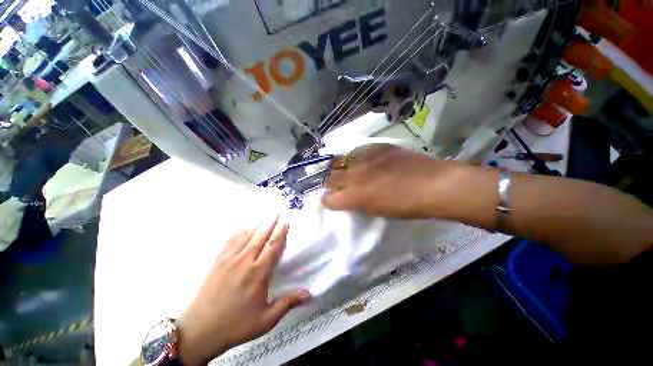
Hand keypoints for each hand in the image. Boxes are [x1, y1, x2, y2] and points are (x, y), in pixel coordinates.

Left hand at [176, 216, 310, 364]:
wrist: (199, 330)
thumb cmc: (236, 325)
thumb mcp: (266, 320)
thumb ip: (287, 303)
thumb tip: (309, 294)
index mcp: (258, 273)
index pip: (273, 247)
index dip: (281, 232)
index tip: (286, 220)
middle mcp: (245, 261)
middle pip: (261, 236)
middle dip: (271, 222)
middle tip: (277, 210)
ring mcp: (230, 259)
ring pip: (247, 235)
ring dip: (257, 223)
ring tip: (264, 212)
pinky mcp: (218, 261)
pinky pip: (231, 240)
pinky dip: (238, 230)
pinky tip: (242, 224)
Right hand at [322, 144, 474, 218]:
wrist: (433, 184)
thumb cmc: (407, 207)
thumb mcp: (378, 211)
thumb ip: (359, 204)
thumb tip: (349, 198)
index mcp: (355, 196)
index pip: (328, 199)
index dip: (327, 200)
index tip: (329, 200)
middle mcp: (354, 175)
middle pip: (330, 177)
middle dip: (328, 183)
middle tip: (334, 184)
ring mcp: (364, 158)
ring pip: (340, 160)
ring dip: (338, 167)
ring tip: (343, 169)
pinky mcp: (376, 147)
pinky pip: (358, 150)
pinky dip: (355, 157)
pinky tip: (361, 159)